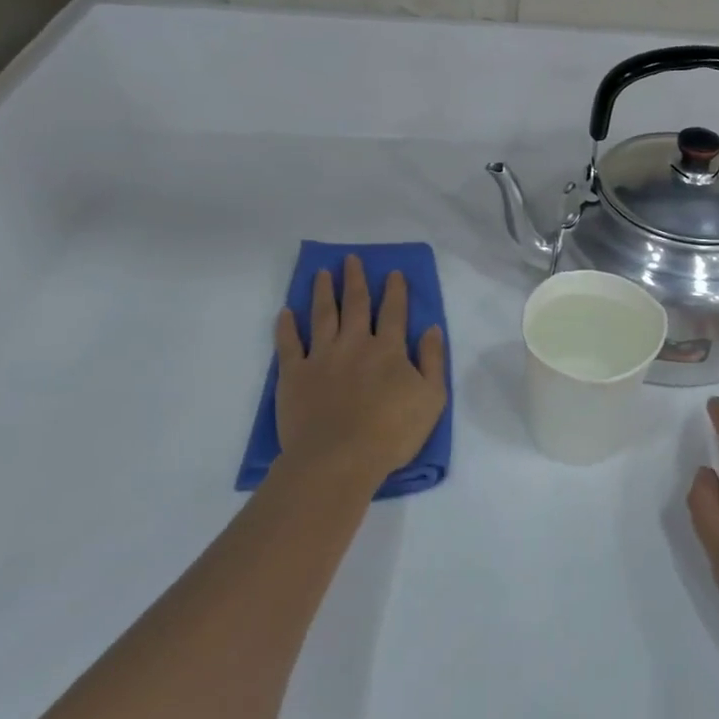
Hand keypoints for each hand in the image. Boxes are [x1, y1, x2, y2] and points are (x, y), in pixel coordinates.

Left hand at [273, 255, 447, 500]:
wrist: (338, 459)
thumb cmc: (391, 432)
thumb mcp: (431, 398)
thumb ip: (433, 360)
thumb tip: (431, 328)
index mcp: (388, 349)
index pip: (393, 311)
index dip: (395, 291)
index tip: (393, 273)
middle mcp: (354, 344)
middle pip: (354, 304)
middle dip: (354, 279)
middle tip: (351, 259)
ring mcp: (321, 357)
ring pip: (322, 316)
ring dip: (322, 292)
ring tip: (321, 273)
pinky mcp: (294, 375)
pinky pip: (288, 344)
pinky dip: (286, 326)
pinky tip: (286, 312)